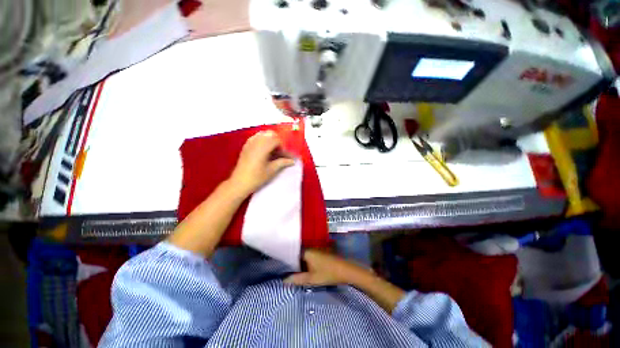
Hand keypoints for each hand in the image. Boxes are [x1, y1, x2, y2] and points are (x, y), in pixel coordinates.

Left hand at [229, 130, 294, 195]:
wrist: (240, 183)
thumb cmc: (257, 177)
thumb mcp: (271, 170)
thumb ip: (282, 162)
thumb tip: (292, 161)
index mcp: (263, 147)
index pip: (277, 140)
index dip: (283, 147)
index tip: (285, 156)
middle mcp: (256, 142)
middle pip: (270, 134)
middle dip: (277, 142)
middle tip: (280, 152)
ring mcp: (249, 143)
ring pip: (263, 134)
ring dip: (270, 140)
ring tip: (273, 151)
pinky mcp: (246, 146)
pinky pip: (256, 137)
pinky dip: (262, 141)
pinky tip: (265, 150)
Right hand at [284, 249, 370, 285]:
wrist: (346, 270)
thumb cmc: (328, 274)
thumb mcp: (311, 279)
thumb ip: (297, 279)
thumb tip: (284, 280)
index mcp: (307, 251)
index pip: (292, 252)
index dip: (286, 260)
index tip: (281, 266)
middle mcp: (311, 247)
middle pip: (298, 253)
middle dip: (293, 261)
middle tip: (286, 270)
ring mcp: (317, 248)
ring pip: (304, 254)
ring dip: (300, 261)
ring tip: (294, 270)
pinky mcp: (321, 251)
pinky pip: (310, 254)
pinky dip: (306, 261)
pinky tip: (305, 268)